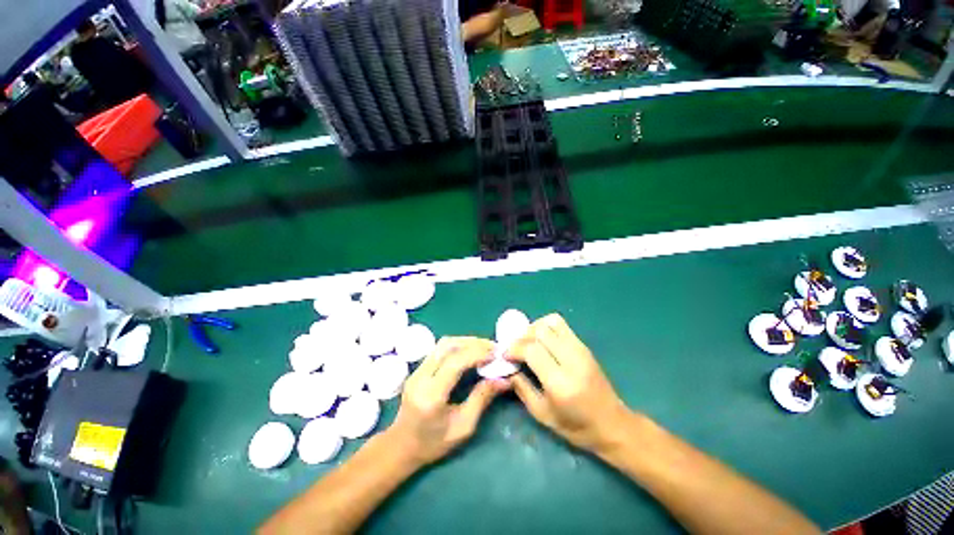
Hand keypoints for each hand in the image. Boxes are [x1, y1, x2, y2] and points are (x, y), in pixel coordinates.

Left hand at [387, 337, 509, 465]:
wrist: (401, 447)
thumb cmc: (433, 444)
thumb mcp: (463, 427)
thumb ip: (482, 399)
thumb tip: (504, 380)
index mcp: (431, 395)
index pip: (455, 362)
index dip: (477, 354)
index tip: (496, 354)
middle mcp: (421, 377)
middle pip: (448, 346)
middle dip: (473, 343)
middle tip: (493, 348)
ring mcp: (416, 370)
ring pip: (443, 344)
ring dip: (465, 342)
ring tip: (484, 347)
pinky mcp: (417, 368)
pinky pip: (439, 349)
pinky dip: (457, 346)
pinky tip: (470, 351)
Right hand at [507, 314, 631, 453]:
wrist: (613, 424)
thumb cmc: (576, 427)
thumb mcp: (542, 414)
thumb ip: (522, 388)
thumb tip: (508, 368)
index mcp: (560, 382)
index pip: (531, 350)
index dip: (514, 348)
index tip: (505, 355)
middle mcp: (571, 360)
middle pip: (540, 331)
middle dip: (521, 336)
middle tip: (514, 348)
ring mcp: (580, 350)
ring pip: (551, 322)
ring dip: (534, 328)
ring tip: (527, 341)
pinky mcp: (584, 346)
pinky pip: (561, 325)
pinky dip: (546, 327)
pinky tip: (541, 341)